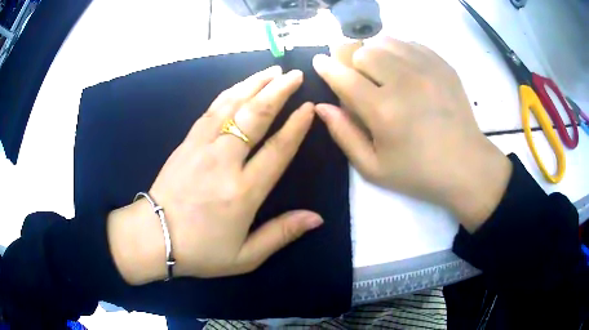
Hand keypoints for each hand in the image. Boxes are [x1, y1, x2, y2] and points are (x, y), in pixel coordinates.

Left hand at [108, 66, 322, 284]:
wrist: (154, 238)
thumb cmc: (200, 251)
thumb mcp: (245, 256)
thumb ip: (281, 234)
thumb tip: (316, 218)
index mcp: (242, 193)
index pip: (276, 150)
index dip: (295, 126)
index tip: (309, 106)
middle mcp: (223, 162)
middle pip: (254, 116)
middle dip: (277, 91)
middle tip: (295, 75)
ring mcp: (201, 147)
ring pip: (231, 105)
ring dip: (254, 84)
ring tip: (272, 71)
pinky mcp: (186, 142)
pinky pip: (211, 110)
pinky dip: (229, 93)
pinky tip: (240, 86)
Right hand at [314, 38, 511, 230]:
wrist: (466, 166)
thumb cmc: (418, 172)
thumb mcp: (373, 168)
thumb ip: (343, 135)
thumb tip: (321, 106)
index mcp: (383, 111)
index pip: (343, 76)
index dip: (326, 67)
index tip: (320, 62)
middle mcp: (404, 81)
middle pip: (362, 51)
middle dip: (352, 63)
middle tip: (358, 78)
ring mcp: (426, 69)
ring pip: (385, 41)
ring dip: (374, 53)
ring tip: (380, 71)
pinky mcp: (442, 64)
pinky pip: (409, 43)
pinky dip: (397, 50)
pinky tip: (402, 68)